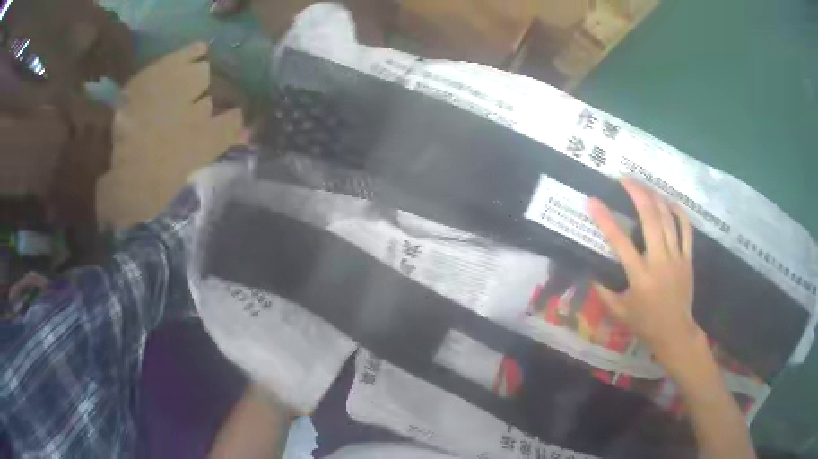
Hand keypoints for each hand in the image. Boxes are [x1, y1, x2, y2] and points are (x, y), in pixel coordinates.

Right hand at [589, 179, 702, 375]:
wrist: (675, 332)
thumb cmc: (645, 323)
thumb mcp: (619, 312)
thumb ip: (604, 292)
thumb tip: (591, 274)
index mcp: (639, 275)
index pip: (619, 241)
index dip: (604, 219)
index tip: (593, 201)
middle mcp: (659, 260)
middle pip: (650, 218)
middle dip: (637, 194)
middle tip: (625, 179)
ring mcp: (676, 257)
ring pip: (668, 218)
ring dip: (655, 197)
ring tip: (644, 186)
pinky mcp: (688, 258)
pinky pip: (686, 229)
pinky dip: (678, 212)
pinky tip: (669, 201)